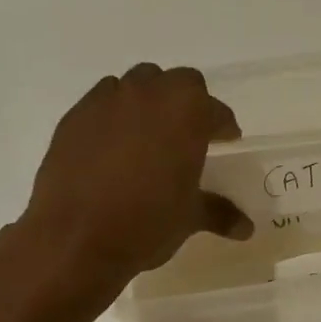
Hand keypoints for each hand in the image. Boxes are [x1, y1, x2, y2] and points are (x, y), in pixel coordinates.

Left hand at [16, 64, 250, 301]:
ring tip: (147, 136)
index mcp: (186, 111)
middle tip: (187, 134)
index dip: (223, 126)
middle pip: (176, 83)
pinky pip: (101, 104)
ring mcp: (106, 101)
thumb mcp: (189, 218)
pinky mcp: (74, 117)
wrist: (74, 239)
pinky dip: (113, 117)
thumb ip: (219, 213)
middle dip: (186, 103)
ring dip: (147, 102)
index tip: (225, 141)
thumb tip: (246, 229)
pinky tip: (111, 148)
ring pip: (135, 85)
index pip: (215, 110)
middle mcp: (147, 93)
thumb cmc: (146, 223)